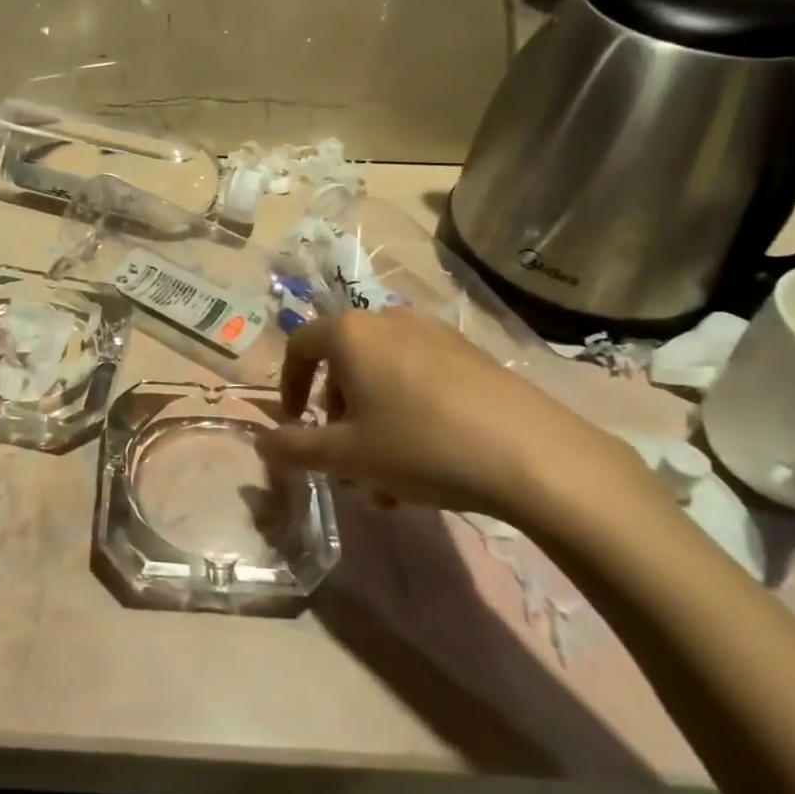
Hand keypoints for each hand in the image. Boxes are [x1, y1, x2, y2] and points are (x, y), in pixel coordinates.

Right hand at [255, 308, 657, 530]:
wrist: (533, 455)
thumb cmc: (420, 446)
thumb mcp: (347, 456)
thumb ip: (294, 447)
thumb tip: (261, 441)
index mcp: (350, 334)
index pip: (299, 346)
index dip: (288, 386)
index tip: (295, 424)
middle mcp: (388, 321)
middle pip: (344, 361)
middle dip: (336, 411)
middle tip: (345, 456)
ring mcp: (435, 334)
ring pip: (383, 373)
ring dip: (372, 417)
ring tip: (387, 472)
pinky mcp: (471, 354)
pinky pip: (420, 376)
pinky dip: (407, 409)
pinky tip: (428, 459)